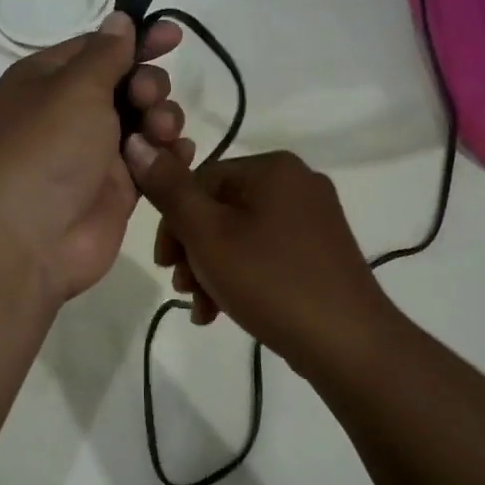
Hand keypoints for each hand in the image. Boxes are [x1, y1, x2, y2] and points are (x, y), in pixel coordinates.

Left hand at [0, 14, 193, 306]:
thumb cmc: (44, 151)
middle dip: (149, 85)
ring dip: (162, 119)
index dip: (137, 40)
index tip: (175, 36)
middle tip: (147, 99)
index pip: (98, 48)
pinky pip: (152, 160)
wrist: (27, 243)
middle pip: (127, 83)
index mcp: (47, 80)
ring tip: (159, 134)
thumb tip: (118, 19)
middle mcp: (70, 113)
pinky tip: (176, 154)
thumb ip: (105, 54)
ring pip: (146, 121)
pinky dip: (168, 155)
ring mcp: (95, 154)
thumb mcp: (74, 89)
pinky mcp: (118, 190)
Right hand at [123, 140, 395, 371]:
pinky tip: (224, 312)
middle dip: (193, 251)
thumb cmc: (270, 281)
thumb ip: (169, 190)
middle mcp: (298, 182)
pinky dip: (241, 276)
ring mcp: (315, 218)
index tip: (164, 265)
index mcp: (273, 168)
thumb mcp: (208, 235)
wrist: (348, 342)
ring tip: (203, 308)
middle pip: (220, 208)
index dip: (172, 223)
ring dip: (211, 269)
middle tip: (182, 288)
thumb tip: (136, 142)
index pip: (200, 180)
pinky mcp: (322, 251)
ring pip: (241, 234)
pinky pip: (267, 252)